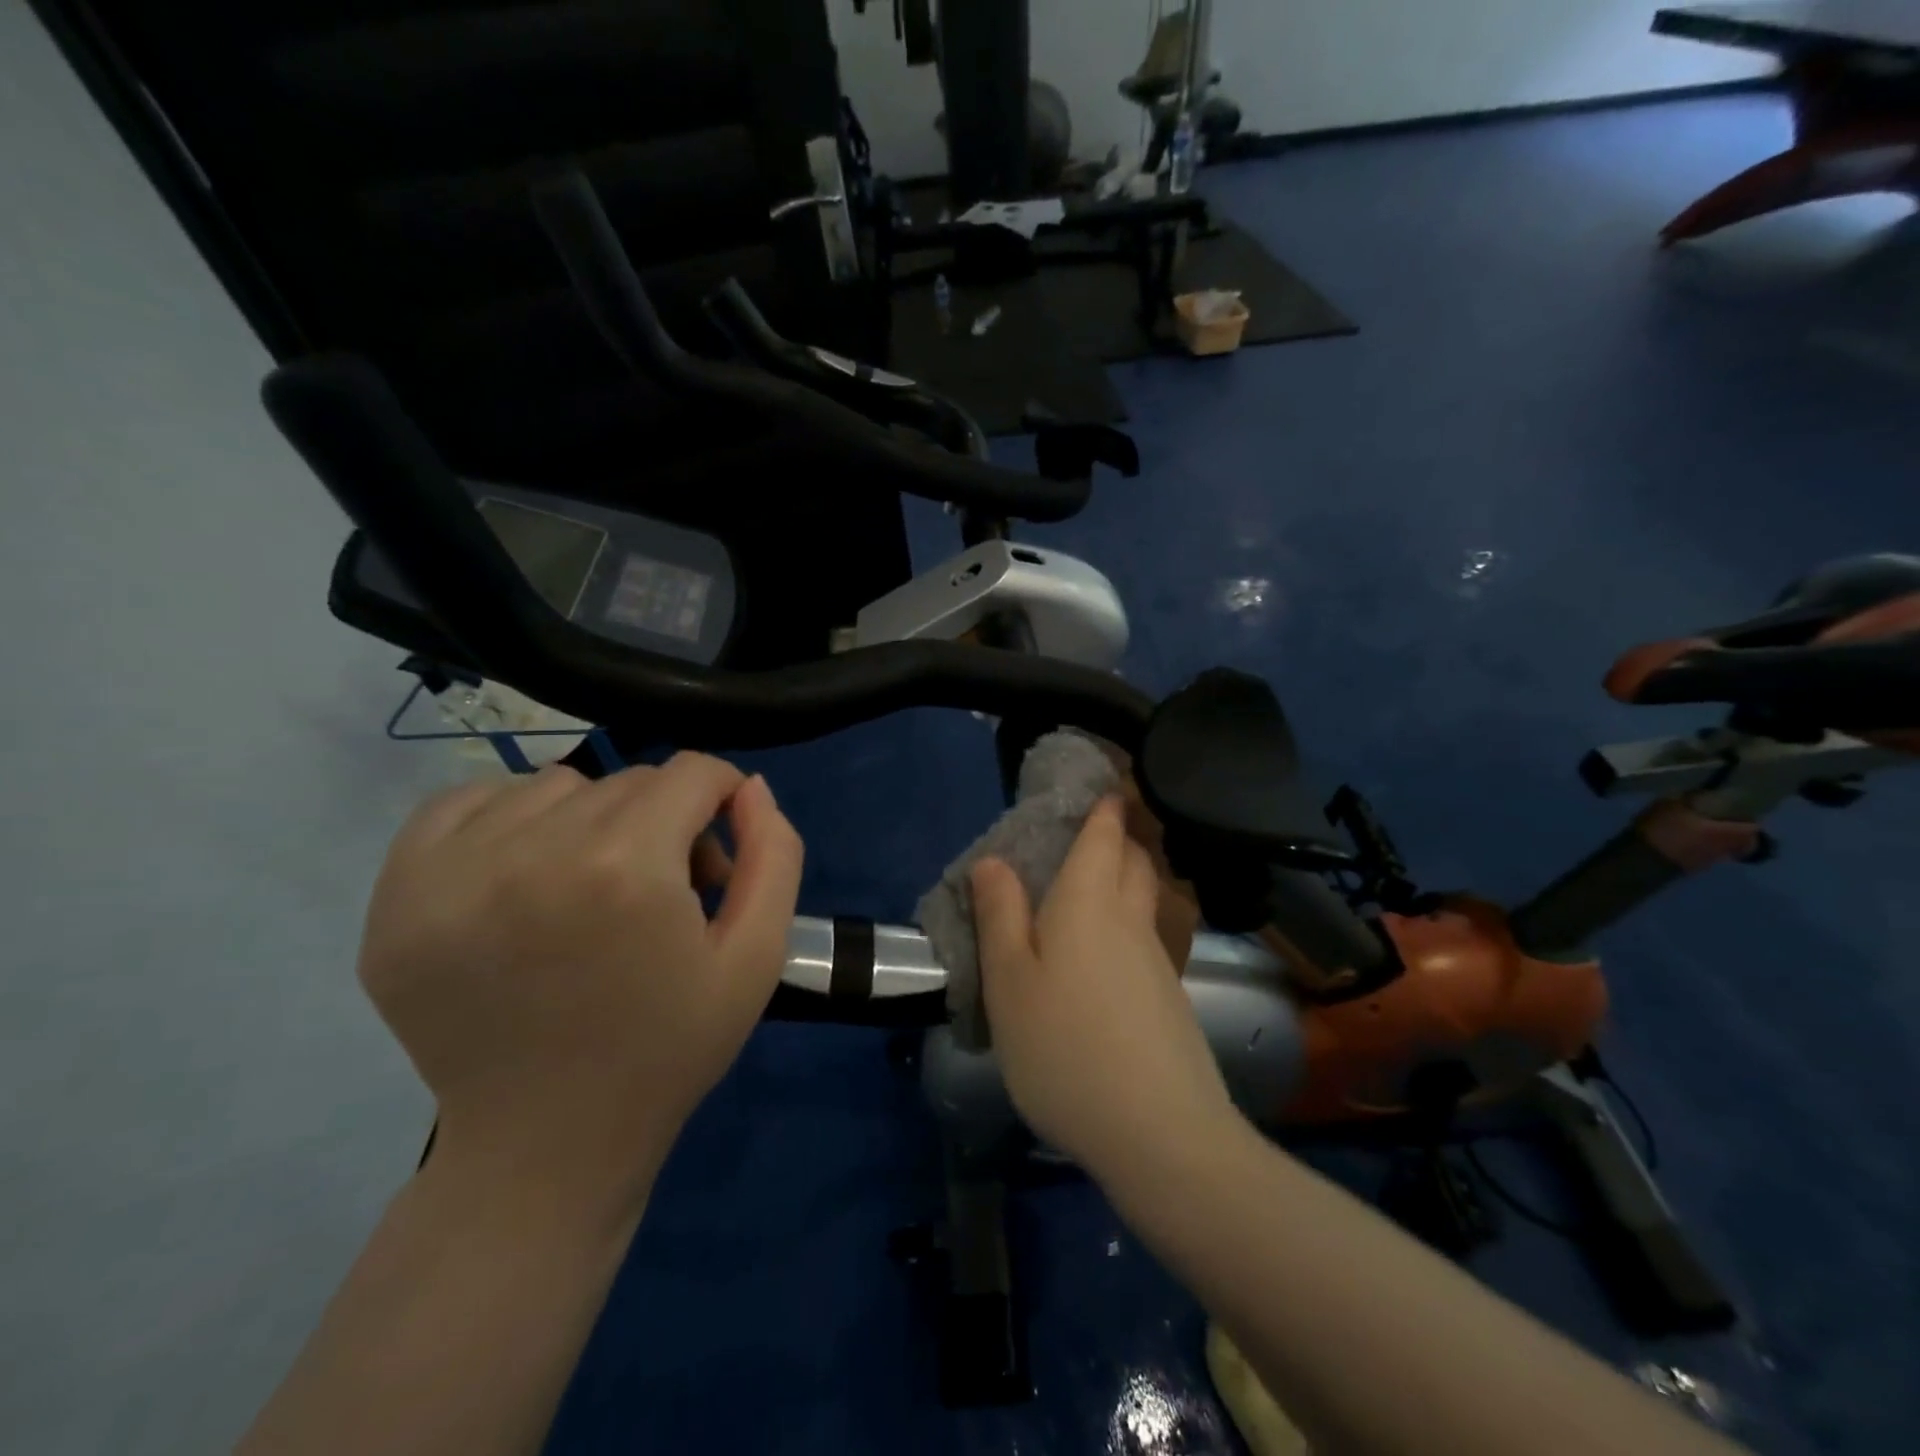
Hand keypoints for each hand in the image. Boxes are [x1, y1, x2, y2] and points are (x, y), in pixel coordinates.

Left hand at [357, 753, 802, 1210]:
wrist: (546, 1146)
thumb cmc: (668, 1049)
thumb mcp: (756, 957)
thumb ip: (775, 856)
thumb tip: (748, 786)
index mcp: (626, 869)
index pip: (690, 773)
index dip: (721, 797)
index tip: (720, 845)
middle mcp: (531, 853)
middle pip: (627, 782)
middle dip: (665, 819)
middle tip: (666, 890)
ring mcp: (449, 873)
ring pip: (553, 786)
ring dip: (591, 819)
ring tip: (595, 887)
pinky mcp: (395, 896)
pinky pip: (464, 802)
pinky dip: (509, 820)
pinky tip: (526, 874)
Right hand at [971, 797, 1233, 1179]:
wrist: (1160, 1133)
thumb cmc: (1065, 1047)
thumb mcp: (1010, 982)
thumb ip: (1000, 917)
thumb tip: (993, 861)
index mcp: (1088, 903)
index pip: (1104, 836)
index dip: (1103, 808)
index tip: (1099, 788)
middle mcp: (1130, 920)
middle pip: (1134, 862)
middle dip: (1118, 839)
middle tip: (1090, 834)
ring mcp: (1157, 961)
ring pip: (1144, 901)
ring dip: (1125, 880)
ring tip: (1091, 888)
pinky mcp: (1168, 999)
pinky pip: (1145, 938)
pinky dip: (1126, 924)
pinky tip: (1104, 956)